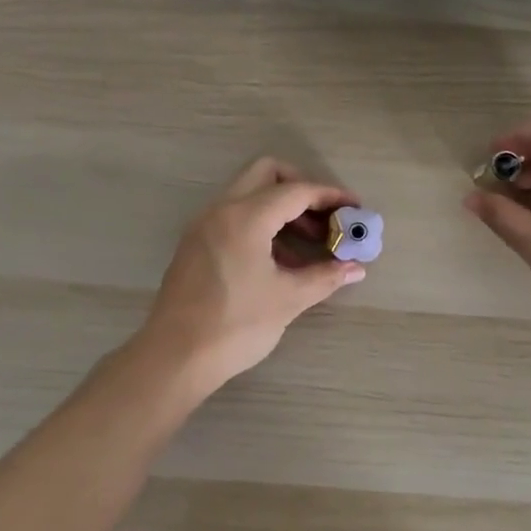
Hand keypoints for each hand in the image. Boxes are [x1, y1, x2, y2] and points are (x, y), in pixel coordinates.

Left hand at [139, 157, 366, 396]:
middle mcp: (221, 210)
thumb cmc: (235, 326)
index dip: (330, 196)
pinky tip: (282, 259)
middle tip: (326, 216)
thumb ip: (325, 277)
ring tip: (311, 243)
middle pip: (267, 173)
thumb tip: (356, 268)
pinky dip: (262, 223)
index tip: (355, 209)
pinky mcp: (196, 243)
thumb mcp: (287, 300)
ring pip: (249, 194)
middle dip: (302, 188)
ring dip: (282, 208)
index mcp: (245, 217)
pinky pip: (235, 216)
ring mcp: (204, 225)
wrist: (174, 358)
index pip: (296, 191)